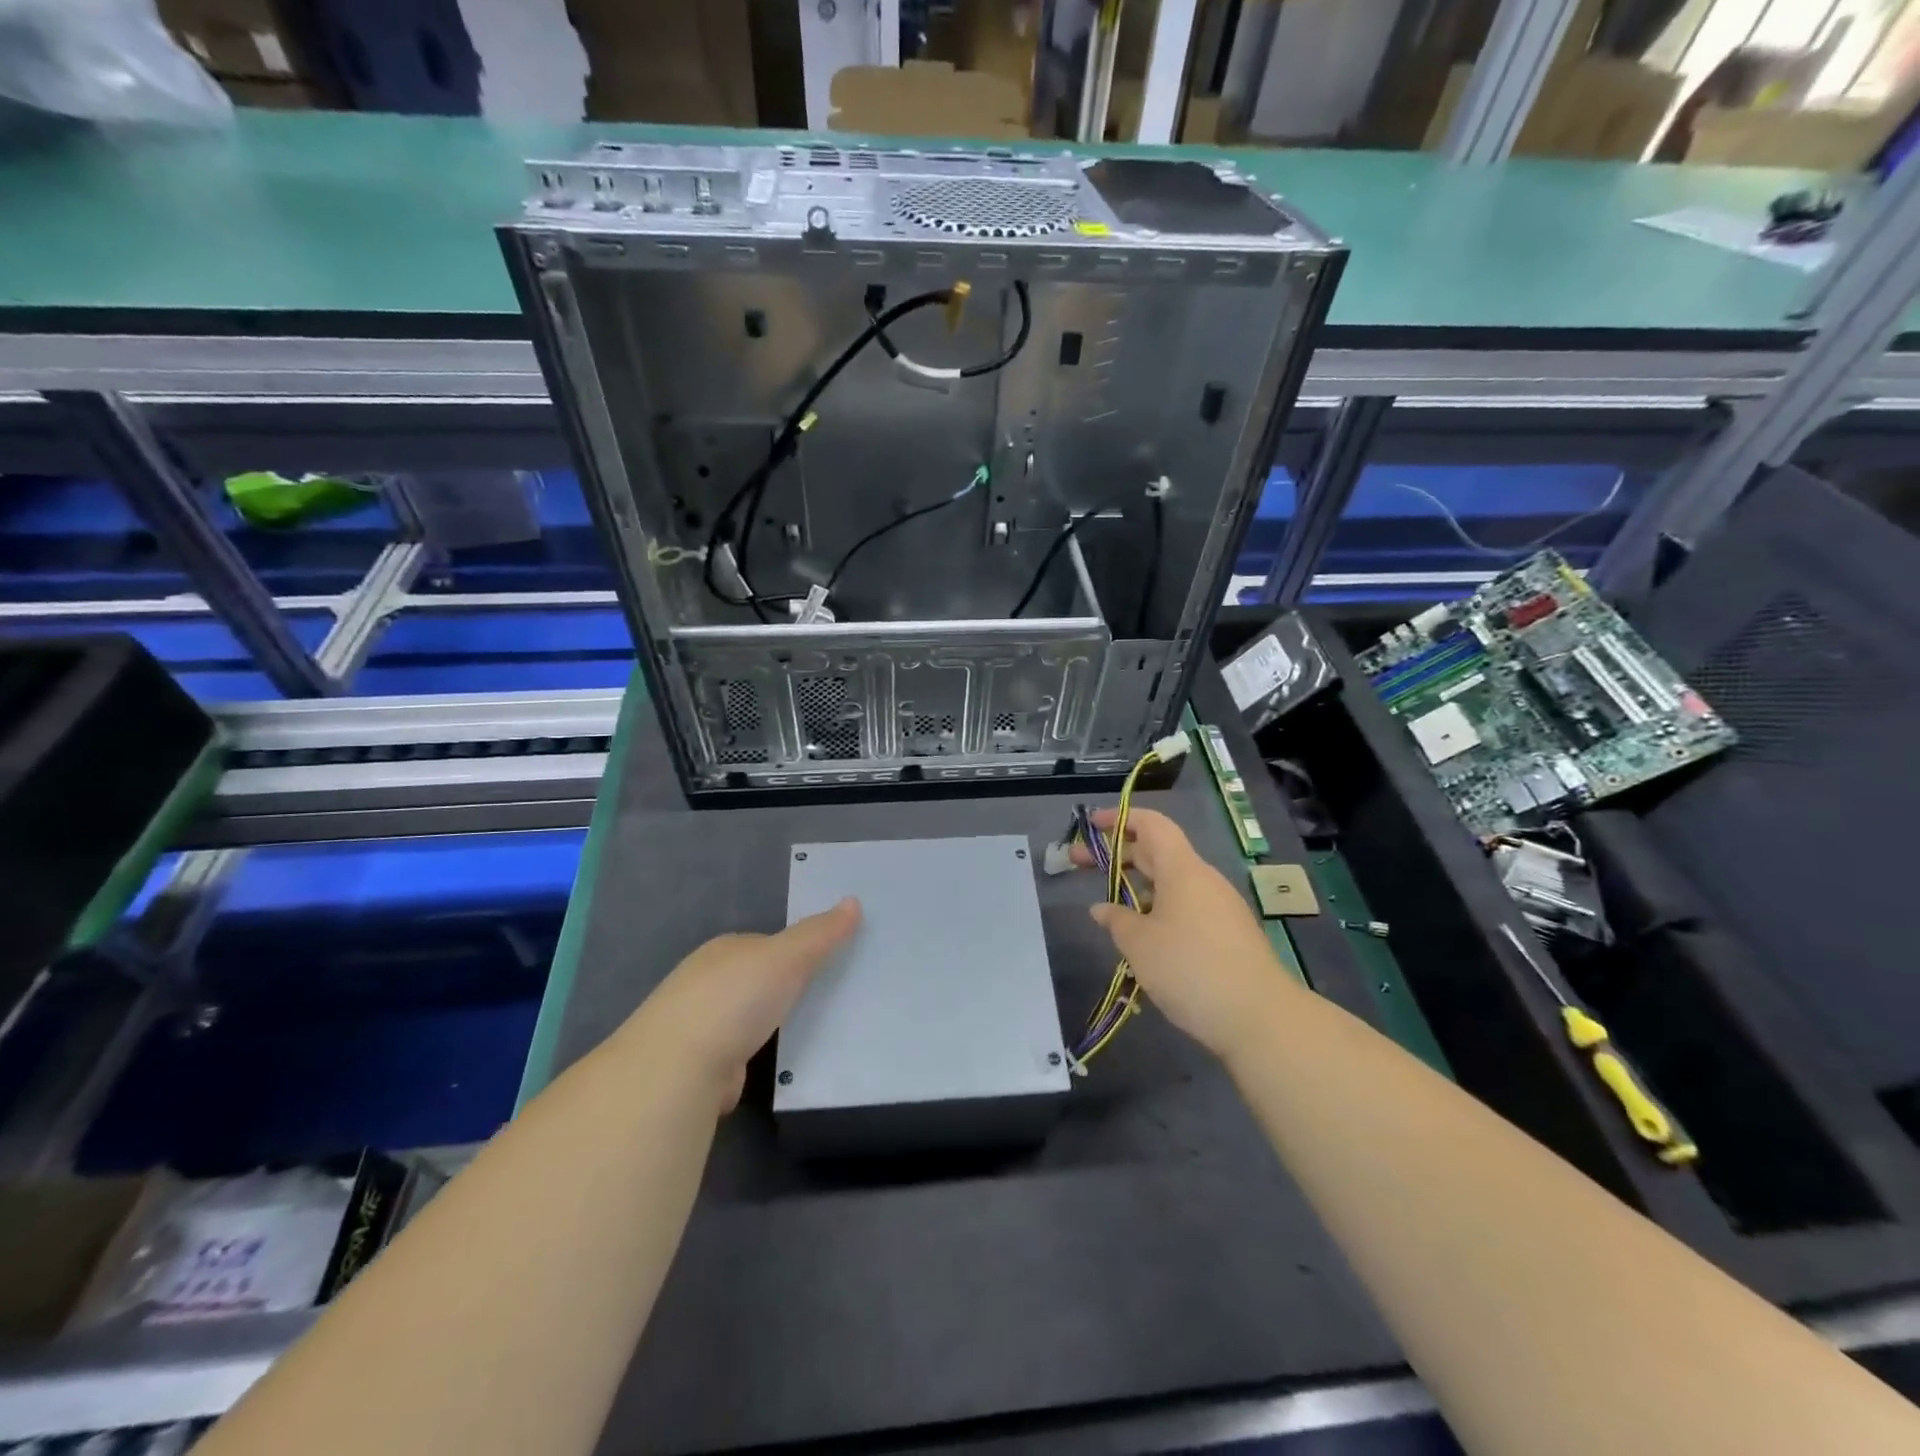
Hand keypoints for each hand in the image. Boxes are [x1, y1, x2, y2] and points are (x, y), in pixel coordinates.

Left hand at [625, 899, 860, 1110]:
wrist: (680, 1068)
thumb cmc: (736, 998)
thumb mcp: (788, 956)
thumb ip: (820, 933)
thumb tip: (853, 901)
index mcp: (724, 949)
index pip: (766, 943)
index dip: (796, 950)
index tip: (826, 963)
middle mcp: (705, 981)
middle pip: (754, 978)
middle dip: (780, 987)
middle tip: (824, 997)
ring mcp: (699, 1025)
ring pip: (746, 1017)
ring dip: (767, 1022)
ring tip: (807, 1030)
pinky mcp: (700, 1065)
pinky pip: (739, 1051)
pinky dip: (755, 1054)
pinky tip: (776, 1062)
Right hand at [1075, 807, 1293, 1064]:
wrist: (1260, 1018)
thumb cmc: (1190, 968)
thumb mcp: (1140, 945)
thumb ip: (1117, 921)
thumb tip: (1102, 909)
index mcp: (1182, 870)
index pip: (1151, 825)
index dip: (1120, 819)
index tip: (1091, 824)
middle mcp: (1203, 880)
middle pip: (1157, 853)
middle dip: (1118, 855)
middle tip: (1079, 863)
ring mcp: (1219, 908)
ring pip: (1171, 884)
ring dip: (1137, 887)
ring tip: (1108, 908)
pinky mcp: (1228, 935)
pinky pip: (1185, 909)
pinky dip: (1158, 911)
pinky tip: (1143, 940)